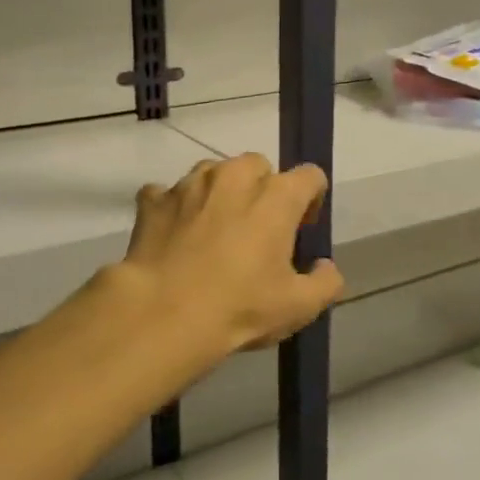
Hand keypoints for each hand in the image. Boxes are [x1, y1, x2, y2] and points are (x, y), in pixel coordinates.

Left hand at [113, 155, 343, 370]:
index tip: (302, 228)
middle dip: (262, 189)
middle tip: (256, 229)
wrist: (162, 313)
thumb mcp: (298, 306)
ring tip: (213, 230)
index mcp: (276, 196)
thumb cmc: (238, 306)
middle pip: (257, 166)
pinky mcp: (153, 200)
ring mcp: (189, 184)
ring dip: (219, 192)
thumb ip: (325, 282)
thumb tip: (325, 267)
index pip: (309, 176)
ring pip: (212, 173)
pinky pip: (168, 192)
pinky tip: (174, 234)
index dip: (311, 199)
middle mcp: (233, 176)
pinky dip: (174, 207)